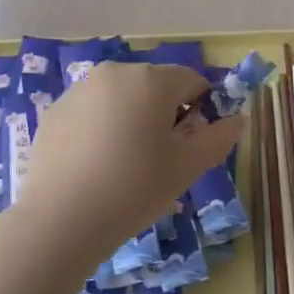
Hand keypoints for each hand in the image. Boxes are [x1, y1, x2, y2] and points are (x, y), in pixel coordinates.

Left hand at [15, 62, 245, 264]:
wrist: (60, 220)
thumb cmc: (134, 189)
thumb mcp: (187, 167)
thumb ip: (219, 137)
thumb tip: (238, 118)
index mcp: (151, 80)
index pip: (192, 81)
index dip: (201, 110)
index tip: (191, 146)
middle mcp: (114, 73)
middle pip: (155, 86)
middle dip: (165, 115)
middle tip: (160, 160)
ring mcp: (79, 90)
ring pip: (122, 98)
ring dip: (133, 120)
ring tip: (125, 166)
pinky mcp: (54, 112)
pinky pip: (92, 112)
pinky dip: (102, 129)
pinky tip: (96, 167)